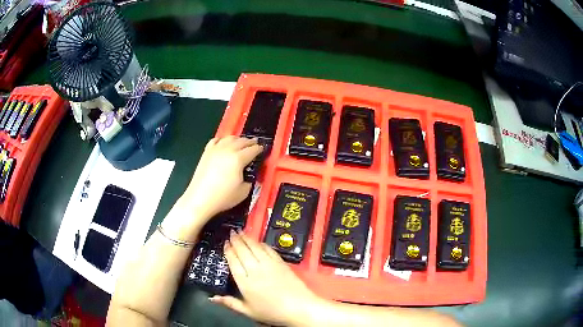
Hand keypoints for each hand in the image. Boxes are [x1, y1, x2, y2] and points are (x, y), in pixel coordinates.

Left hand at [163, 136, 261, 240]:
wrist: (200, 199)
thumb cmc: (223, 197)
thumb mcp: (244, 192)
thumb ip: (250, 180)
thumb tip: (249, 175)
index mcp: (238, 159)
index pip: (252, 150)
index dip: (259, 149)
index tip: (262, 149)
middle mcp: (227, 150)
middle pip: (242, 141)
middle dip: (250, 142)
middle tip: (255, 143)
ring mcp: (215, 150)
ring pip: (229, 138)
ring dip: (238, 139)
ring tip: (241, 142)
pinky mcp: (206, 152)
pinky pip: (216, 140)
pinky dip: (222, 140)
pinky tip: (224, 143)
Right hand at [211, 231, 324, 326]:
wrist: (299, 307)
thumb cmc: (272, 312)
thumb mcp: (248, 311)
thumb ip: (230, 303)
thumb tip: (212, 297)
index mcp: (245, 283)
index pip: (233, 262)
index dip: (228, 251)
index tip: (225, 243)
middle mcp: (255, 270)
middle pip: (243, 251)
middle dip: (236, 240)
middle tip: (231, 232)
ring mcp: (269, 265)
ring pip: (255, 247)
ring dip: (247, 238)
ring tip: (241, 231)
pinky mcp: (281, 262)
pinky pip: (269, 249)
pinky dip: (261, 243)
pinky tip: (258, 241)